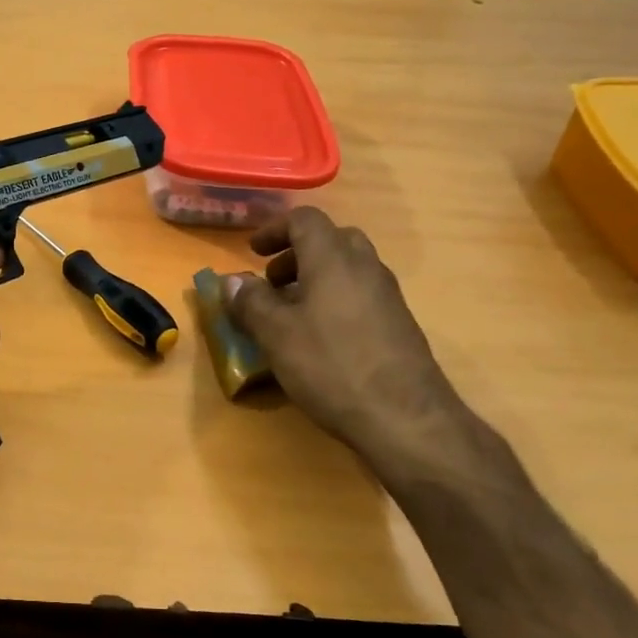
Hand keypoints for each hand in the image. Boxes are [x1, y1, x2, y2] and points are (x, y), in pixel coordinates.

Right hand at [223, 208, 507, 500]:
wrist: (405, 417)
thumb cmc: (331, 366)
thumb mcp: (276, 335)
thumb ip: (251, 302)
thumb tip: (232, 281)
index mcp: (333, 258)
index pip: (305, 220)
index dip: (274, 229)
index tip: (252, 251)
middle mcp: (365, 267)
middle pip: (332, 239)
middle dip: (297, 254)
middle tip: (273, 281)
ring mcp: (387, 295)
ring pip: (348, 268)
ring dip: (316, 277)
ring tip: (290, 312)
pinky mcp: (399, 324)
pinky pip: (361, 294)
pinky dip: (335, 299)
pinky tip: (320, 338)